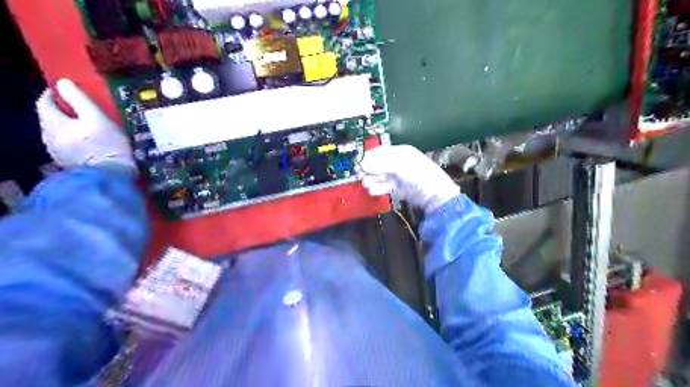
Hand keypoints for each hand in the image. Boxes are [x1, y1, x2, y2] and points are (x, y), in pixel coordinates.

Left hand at [35, 79, 133, 170]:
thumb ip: (79, 99)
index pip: (44, 102)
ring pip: (58, 132)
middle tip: (84, 110)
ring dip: (70, 127)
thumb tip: (63, 83)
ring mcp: (57, 152)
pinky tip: (90, 143)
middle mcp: (48, 137)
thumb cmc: (107, 145)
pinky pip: (67, 145)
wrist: (112, 175)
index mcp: (53, 123)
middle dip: (64, 112)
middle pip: (50, 118)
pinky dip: (75, 140)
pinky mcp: (68, 163)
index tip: (67, 91)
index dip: (53, 94)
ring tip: (90, 128)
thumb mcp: (97, 118)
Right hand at [359, 143, 458, 213]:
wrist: (435, 198)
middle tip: (361, 176)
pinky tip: (374, 191)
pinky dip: (376, 188)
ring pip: (376, 176)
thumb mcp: (401, 165)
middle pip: (375, 164)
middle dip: (367, 170)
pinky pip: (382, 186)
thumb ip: (380, 162)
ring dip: (370, 180)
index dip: (367, 157)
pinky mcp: (396, 189)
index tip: (357, 164)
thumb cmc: (420, 177)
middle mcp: (397, 163)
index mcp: (400, 152)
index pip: (378, 152)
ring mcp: (396, 177)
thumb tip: (362, 162)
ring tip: (369, 184)